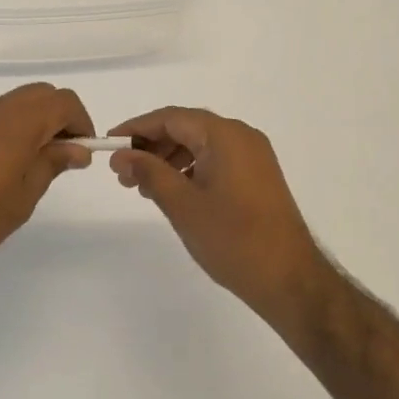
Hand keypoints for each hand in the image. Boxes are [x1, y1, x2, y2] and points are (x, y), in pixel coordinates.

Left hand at [0, 83, 93, 286]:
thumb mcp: (22, 199)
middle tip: (60, 156)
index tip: (82, 152)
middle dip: (57, 118)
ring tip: (28, 166)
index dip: (80, 122)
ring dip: (29, 123)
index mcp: (16, 123)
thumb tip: (76, 148)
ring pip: (9, 105)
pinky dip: (3, 131)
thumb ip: (51, 164)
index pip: (63, 101)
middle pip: (37, 95)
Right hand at [109, 107, 330, 322]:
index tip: (109, 145)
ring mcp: (254, 156)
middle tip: (123, 173)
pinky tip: (173, 192)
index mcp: (225, 135)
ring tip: (143, 186)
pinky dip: (190, 169)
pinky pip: (216, 160)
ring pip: (201, 145)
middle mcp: (242, 137)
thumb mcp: (182, 204)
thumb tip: (121, 155)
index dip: (137, 128)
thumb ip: (149, 172)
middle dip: (152, 146)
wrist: (289, 279)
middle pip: (186, 128)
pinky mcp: (258, 176)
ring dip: (169, 159)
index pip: (171, 118)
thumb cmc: (232, 239)